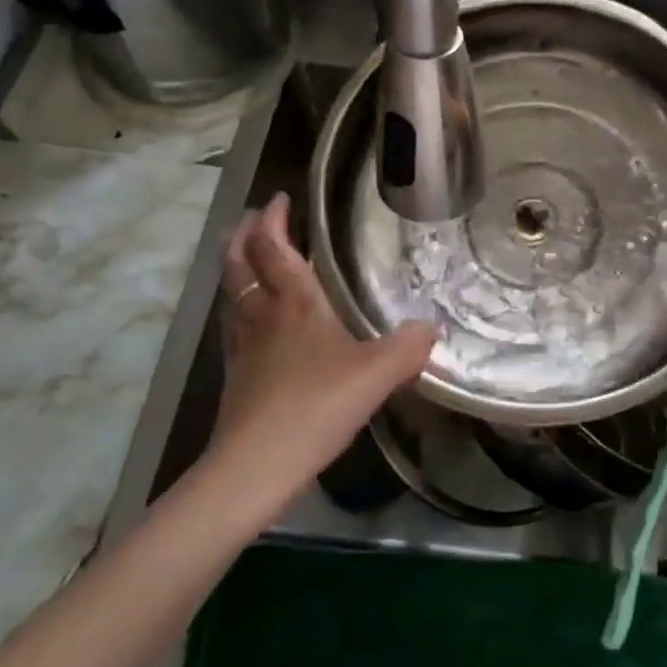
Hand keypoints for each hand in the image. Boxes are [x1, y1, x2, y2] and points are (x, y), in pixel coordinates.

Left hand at [212, 194, 435, 503]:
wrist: (254, 468)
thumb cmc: (316, 407)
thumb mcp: (377, 374)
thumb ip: (409, 347)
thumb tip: (434, 328)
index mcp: (295, 305)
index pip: (276, 250)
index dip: (272, 221)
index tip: (278, 198)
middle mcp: (263, 317)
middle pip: (241, 266)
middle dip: (244, 236)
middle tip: (251, 217)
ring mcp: (244, 348)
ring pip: (232, 295)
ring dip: (236, 268)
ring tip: (245, 258)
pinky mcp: (236, 378)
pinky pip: (234, 327)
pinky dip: (238, 308)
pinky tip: (249, 322)